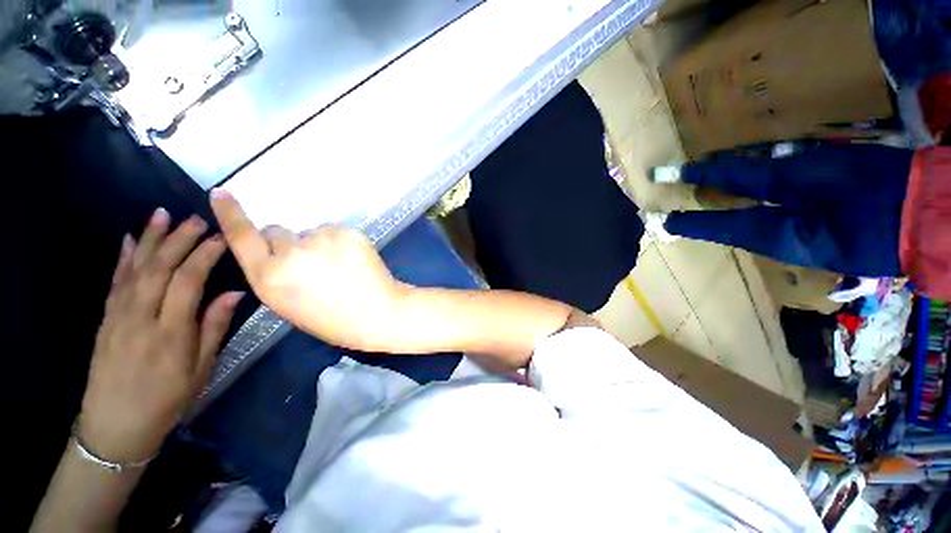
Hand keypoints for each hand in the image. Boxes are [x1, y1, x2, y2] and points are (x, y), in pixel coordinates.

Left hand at [80, 209, 243, 462]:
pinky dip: (123, 258)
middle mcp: (141, 318)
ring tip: (162, 214)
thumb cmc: (167, 400)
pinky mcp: (105, 319)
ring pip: (135, 269)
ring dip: (150, 239)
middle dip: (179, 240)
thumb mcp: (200, 369)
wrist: (115, 426)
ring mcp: (117, 317)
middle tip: (197, 218)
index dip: (204, 256)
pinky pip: (114, 282)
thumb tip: (234, 293)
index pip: (188, 282)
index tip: (221, 239)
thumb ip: (214, 328)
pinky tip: (130, 239)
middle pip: (160, 269)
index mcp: (170, 333)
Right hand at [210, 189, 405, 351]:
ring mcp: (321, 239)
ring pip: (309, 232)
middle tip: (311, 264)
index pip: (241, 236)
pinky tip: (352, 260)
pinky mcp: (347, 232)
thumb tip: (277, 253)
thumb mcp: (288, 305)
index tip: (221, 193)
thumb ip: (276, 275)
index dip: (231, 214)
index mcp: (269, 278)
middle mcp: (290, 253)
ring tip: (338, 267)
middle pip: (277, 232)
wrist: (378, 312)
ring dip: (316, 244)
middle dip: (287, 244)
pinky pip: (334, 232)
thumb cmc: (333, 319)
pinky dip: (339, 242)